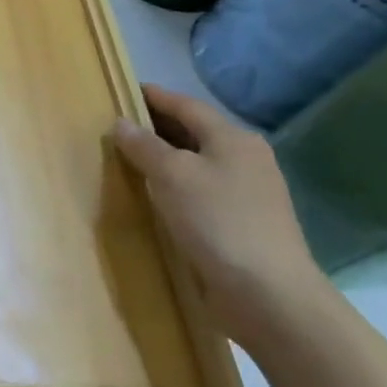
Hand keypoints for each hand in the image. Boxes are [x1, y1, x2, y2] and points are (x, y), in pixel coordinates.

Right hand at [112, 85, 328, 351]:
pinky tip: (154, 194)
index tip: (120, 89)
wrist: (270, 296)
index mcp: (233, 139)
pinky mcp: (242, 222)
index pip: (185, 105)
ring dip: (165, 157)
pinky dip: (175, 184)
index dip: (152, 96)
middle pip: (193, 131)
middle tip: (116, 125)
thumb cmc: (218, 221)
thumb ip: (143, 145)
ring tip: (127, 158)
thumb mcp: (171, 174)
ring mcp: (248, 193)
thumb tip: (122, 123)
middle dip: (156, 126)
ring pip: (197, 162)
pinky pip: (200, 190)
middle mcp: (245, 159)